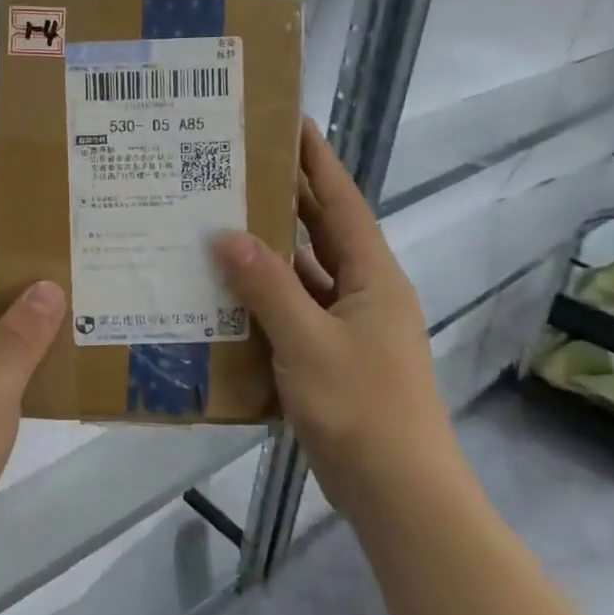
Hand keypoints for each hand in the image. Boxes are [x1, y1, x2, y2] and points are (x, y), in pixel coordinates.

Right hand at [211, 120, 448, 515]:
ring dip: (267, 257)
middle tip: (235, 173)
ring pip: (303, 278)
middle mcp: (364, 294)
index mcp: (372, 277)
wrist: (397, 491)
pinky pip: (293, 317)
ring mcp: (348, 329)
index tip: (289, 123)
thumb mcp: (308, 342)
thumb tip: (227, 235)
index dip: (317, 161)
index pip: (341, 203)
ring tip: (216, 229)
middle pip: (321, 235)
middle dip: (285, 203)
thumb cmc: (361, 407)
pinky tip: (225, 299)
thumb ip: (267, 287)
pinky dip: (264, 305)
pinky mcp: (331, 360)